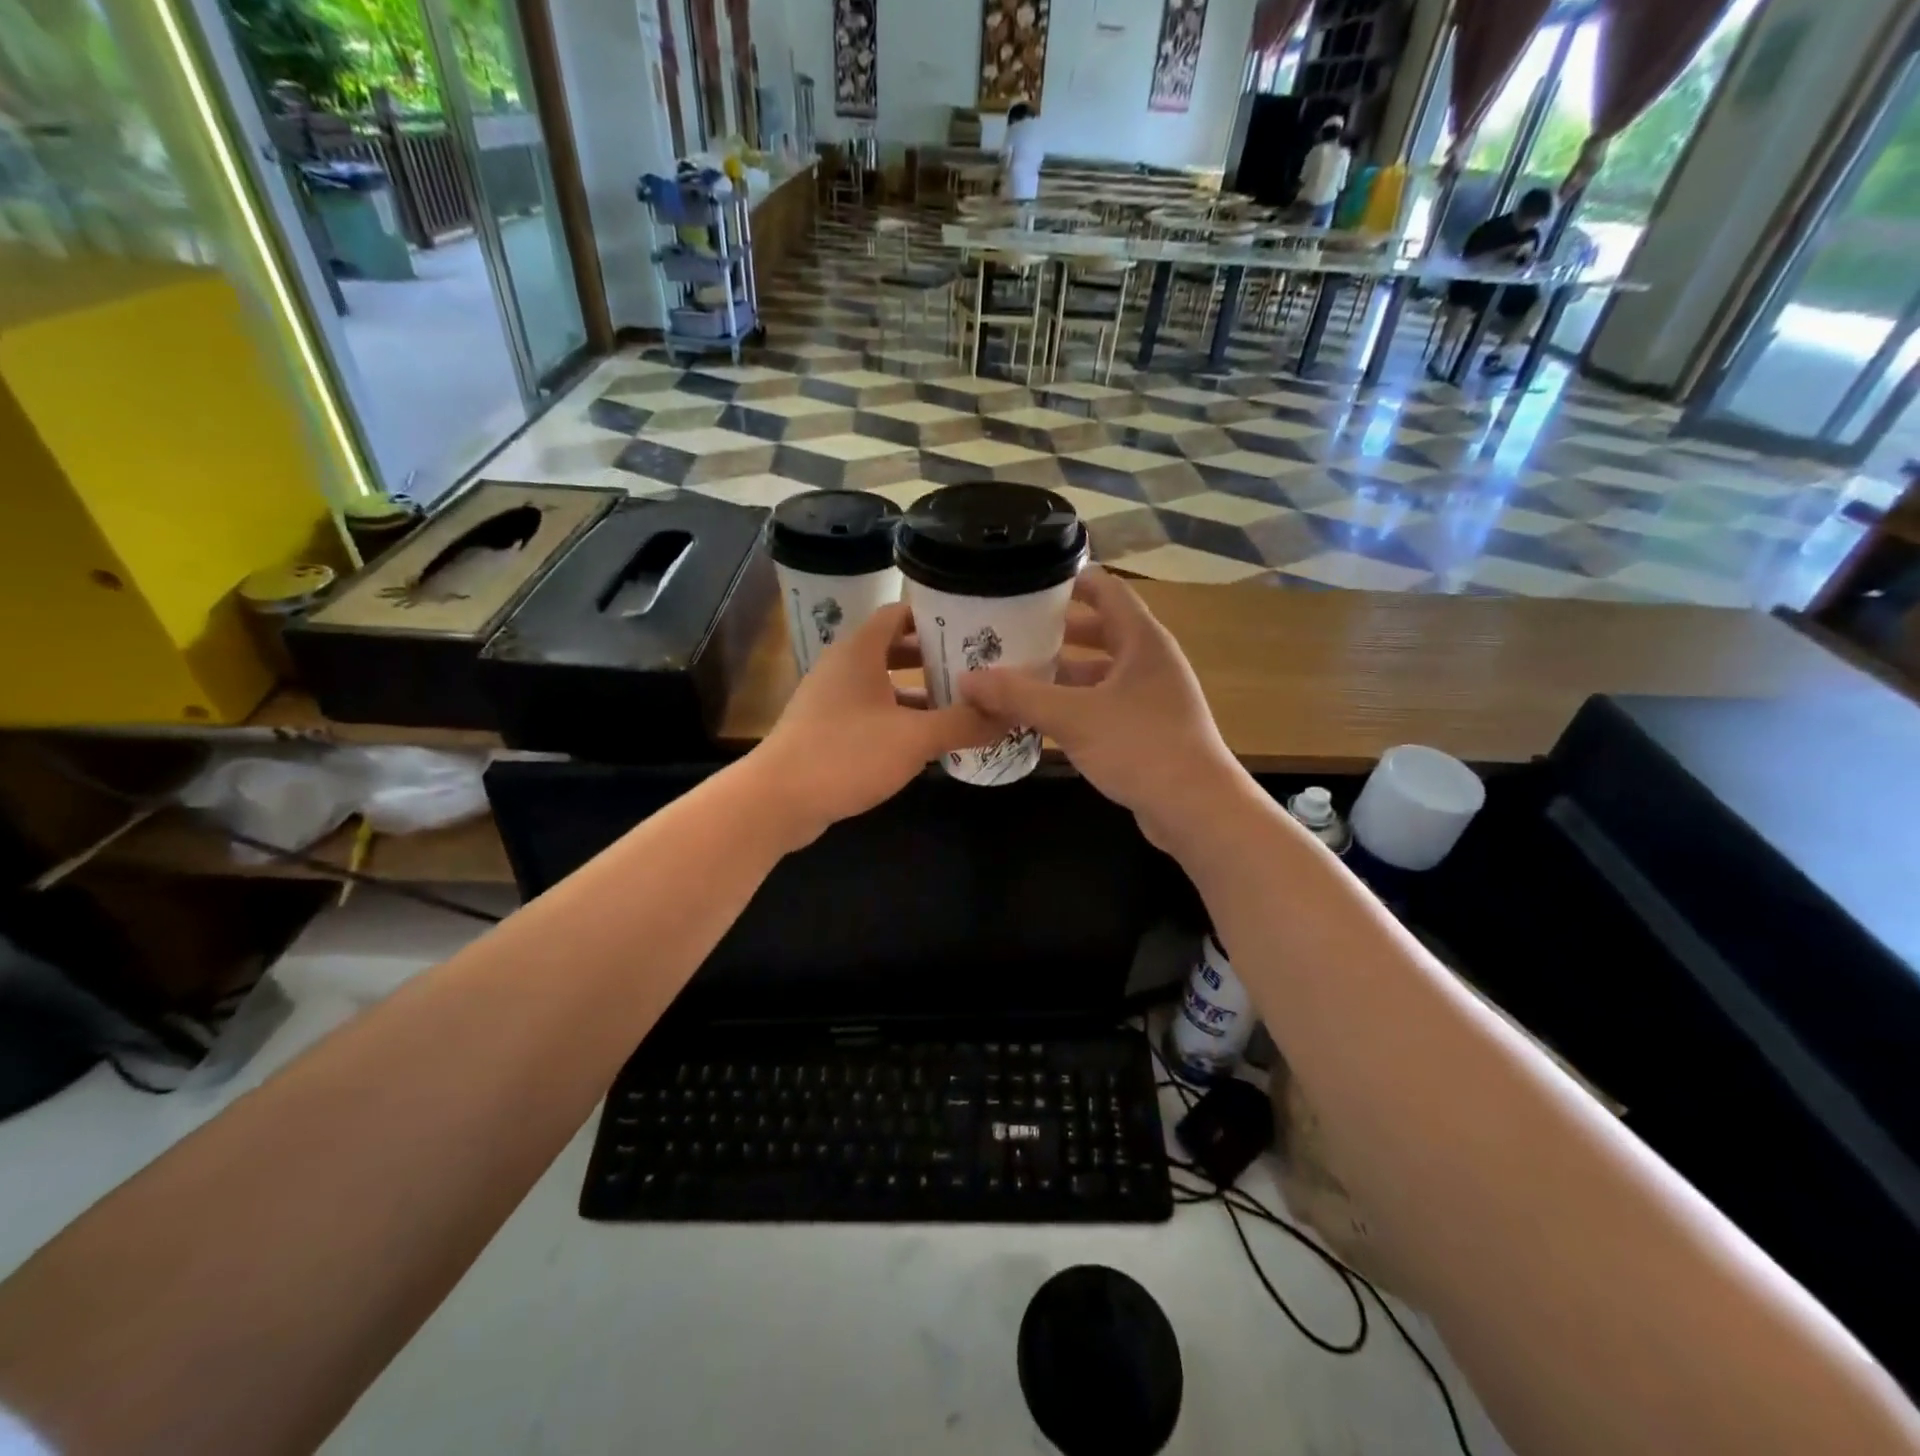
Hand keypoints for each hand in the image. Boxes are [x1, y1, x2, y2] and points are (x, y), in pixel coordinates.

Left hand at [752, 603, 994, 845]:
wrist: (777, 800)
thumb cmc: (846, 753)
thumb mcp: (914, 738)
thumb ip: (963, 723)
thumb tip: (1009, 714)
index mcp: (859, 651)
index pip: (899, 614)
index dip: (934, 616)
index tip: (972, 626)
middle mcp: (843, 667)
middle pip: (894, 649)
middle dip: (934, 657)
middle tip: (976, 667)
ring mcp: (831, 700)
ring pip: (884, 685)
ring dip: (919, 692)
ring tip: (961, 703)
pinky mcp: (827, 731)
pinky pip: (872, 713)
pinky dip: (900, 718)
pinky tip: (927, 740)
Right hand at [958, 567, 1245, 848]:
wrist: (1196, 809)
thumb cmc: (1141, 747)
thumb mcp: (1073, 717)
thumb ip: (1019, 695)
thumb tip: (966, 680)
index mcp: (1142, 640)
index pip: (1106, 589)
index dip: (1069, 581)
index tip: (1026, 584)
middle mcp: (1149, 661)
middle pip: (1099, 631)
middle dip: (1055, 632)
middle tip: (1009, 632)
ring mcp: (1150, 697)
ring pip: (1099, 673)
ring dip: (1061, 673)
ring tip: (1014, 674)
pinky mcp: (1146, 730)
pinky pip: (1102, 704)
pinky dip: (1073, 704)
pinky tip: (1039, 718)